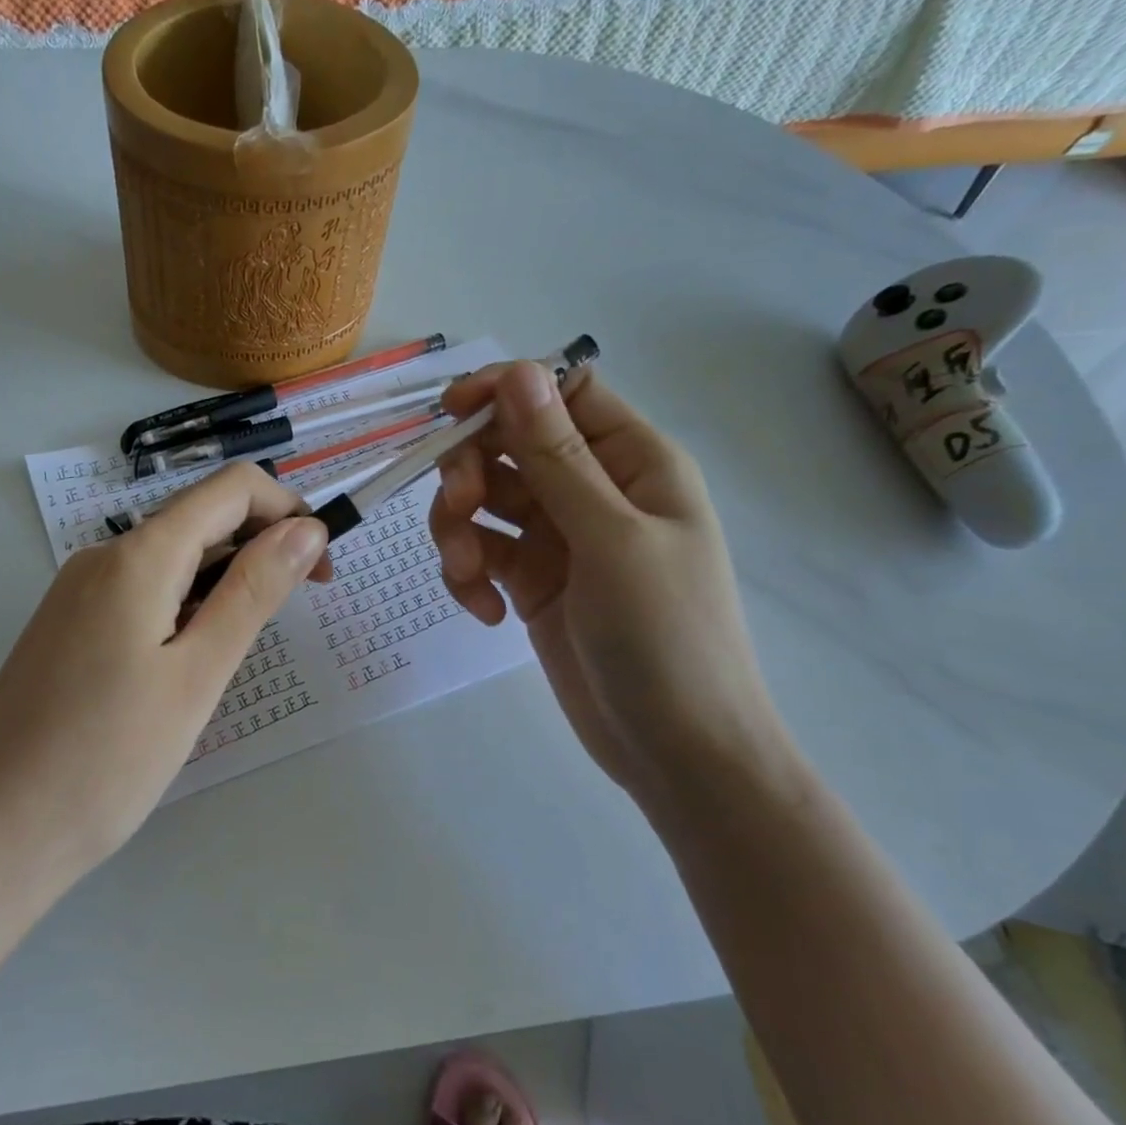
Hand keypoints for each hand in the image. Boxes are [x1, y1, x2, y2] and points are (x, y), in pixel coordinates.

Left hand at [0, 463, 329, 882]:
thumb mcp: (197, 675)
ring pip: (172, 561)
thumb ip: (253, 593)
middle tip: (292, 618)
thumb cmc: (105, 760)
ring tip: (236, 655)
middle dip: (261, 549)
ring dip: (224, 584)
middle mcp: (101, 559)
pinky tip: (187, 666)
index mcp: (137, 556)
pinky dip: (184, 609)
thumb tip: (306, 529)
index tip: (321, 571)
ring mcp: (76, 595)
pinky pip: (141, 594)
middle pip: (200, 520)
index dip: (288, 513)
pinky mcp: (66, 631)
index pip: (231, 489)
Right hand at [430, 362, 792, 807]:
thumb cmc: (666, 636)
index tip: (450, 412)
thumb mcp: (611, 540)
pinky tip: (482, 612)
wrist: (676, 750)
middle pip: (508, 445)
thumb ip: (557, 458)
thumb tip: (518, 374)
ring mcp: (558, 539)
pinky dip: (468, 574)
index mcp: (632, 462)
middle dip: (470, 471)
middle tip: (459, 509)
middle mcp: (592, 490)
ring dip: (458, 529)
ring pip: (484, 500)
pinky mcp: (531, 583)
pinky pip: (482, 553)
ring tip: (466, 575)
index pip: (561, 393)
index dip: (505, 391)